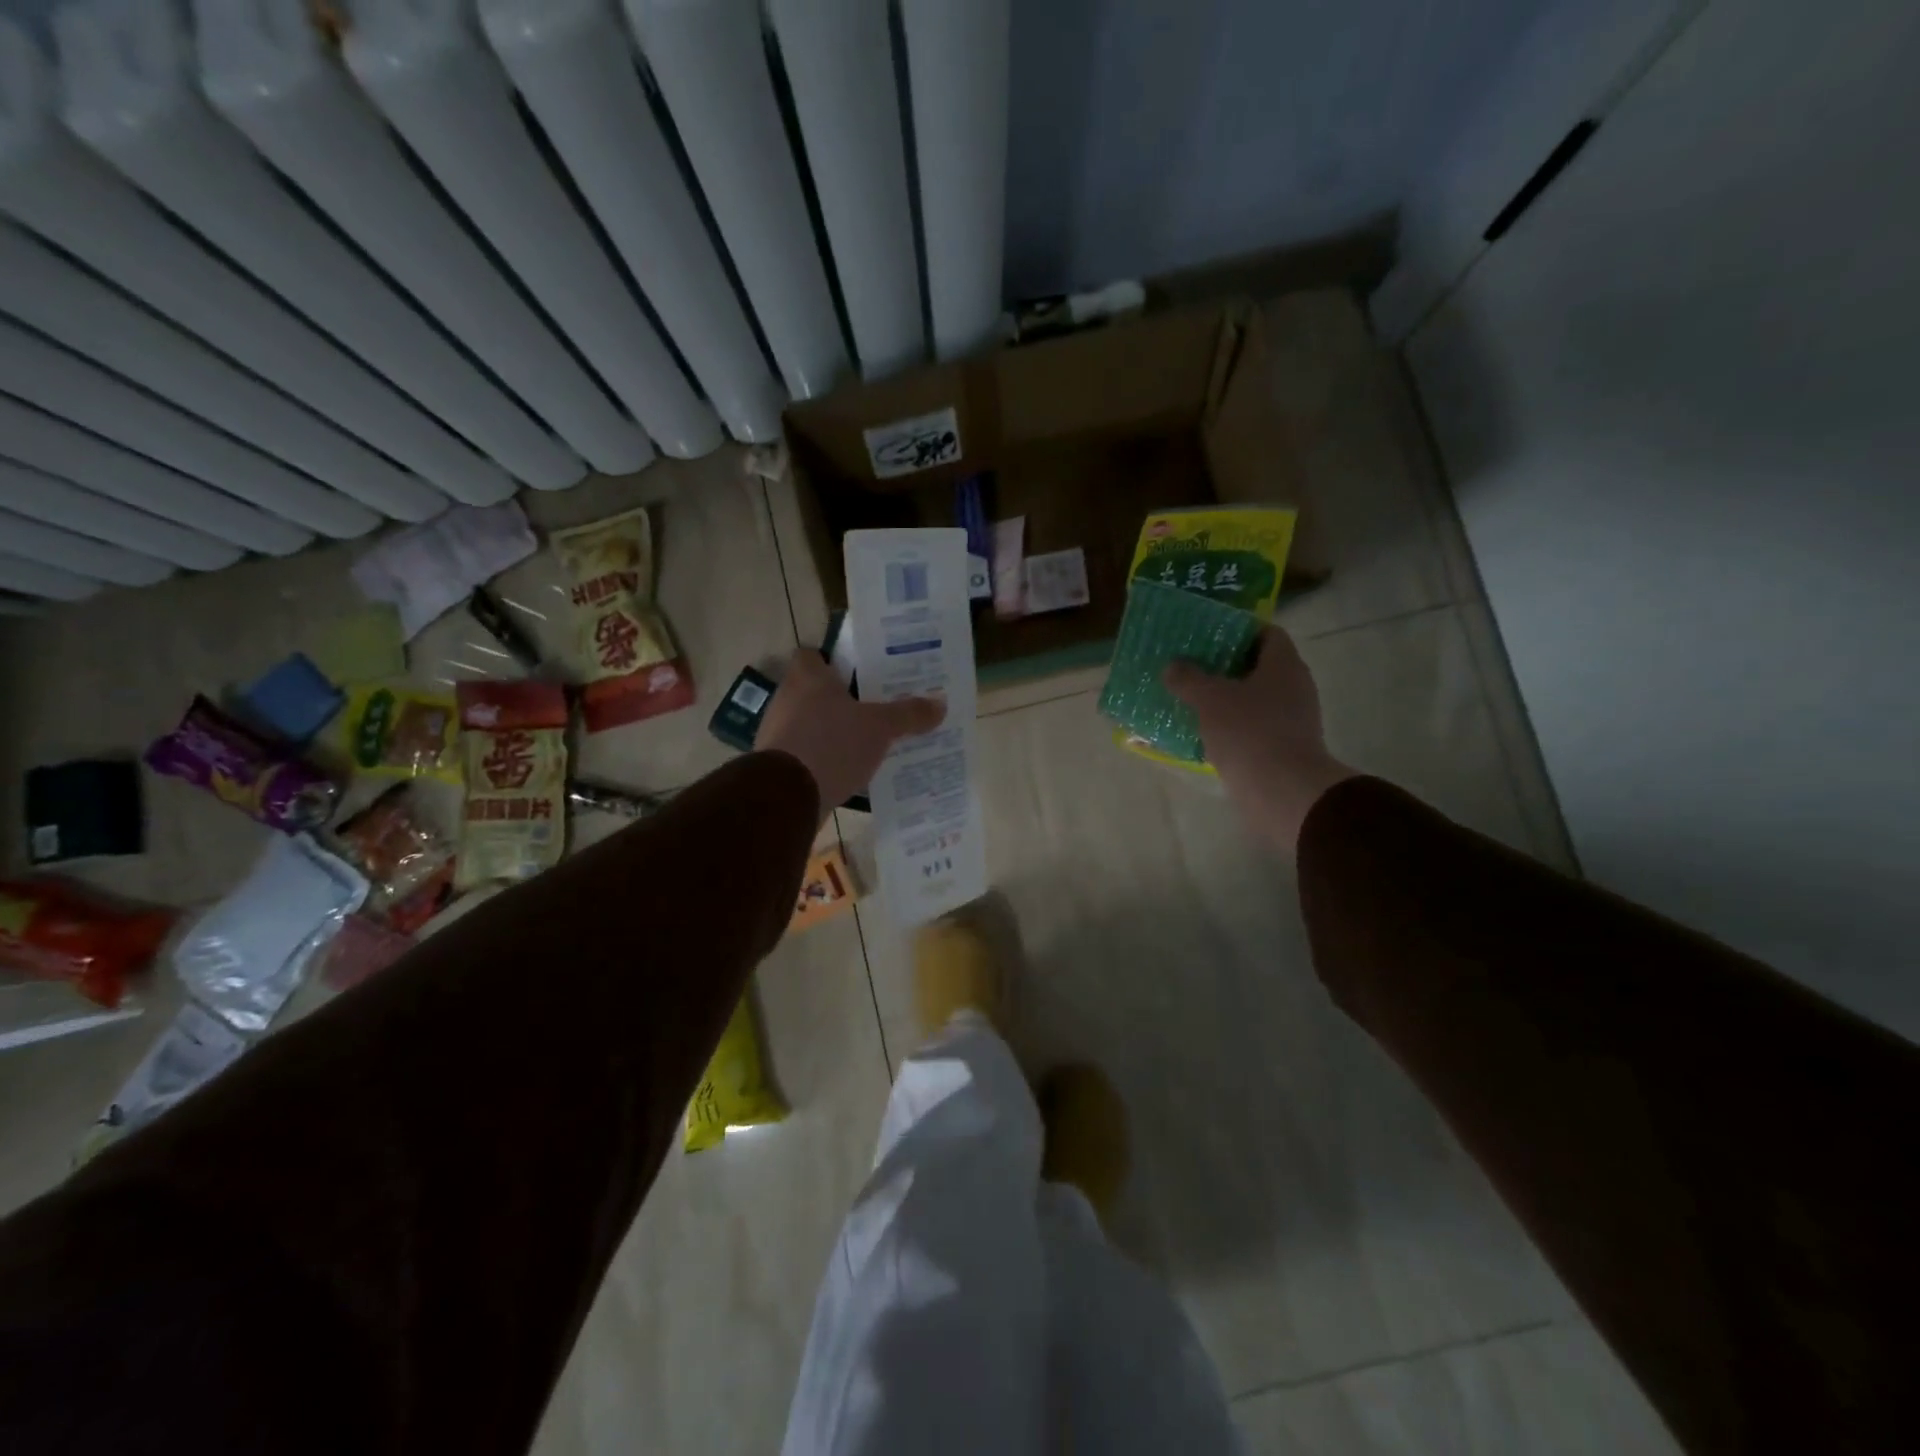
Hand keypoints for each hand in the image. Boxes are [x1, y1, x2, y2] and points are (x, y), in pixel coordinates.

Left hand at [757, 650, 944, 819]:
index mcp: (808, 678)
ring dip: (832, 731)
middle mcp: (787, 698)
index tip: (859, 674)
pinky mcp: (777, 764)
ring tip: (866, 741)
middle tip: (874, 708)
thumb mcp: (880, 728)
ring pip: (810, 723)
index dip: (833, 661)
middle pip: (814, 691)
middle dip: (841, 700)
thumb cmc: (832, 744)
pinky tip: (848, 771)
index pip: (812, 655)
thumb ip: (908, 714)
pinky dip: (824, 759)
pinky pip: (806, 753)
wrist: (787, 796)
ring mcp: (778, 732)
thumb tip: (941, 703)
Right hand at [1165, 627, 1357, 852]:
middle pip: (1259, 666)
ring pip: (1256, 698)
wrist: (1282, 791)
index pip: (1266, 633)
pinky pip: (1255, 726)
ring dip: (1228, 698)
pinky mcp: (1285, 747)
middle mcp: (1295, 686)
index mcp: (1284, 664)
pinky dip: (1233, 726)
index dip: (1238, 630)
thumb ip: (1188, 678)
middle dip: (1226, 666)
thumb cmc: (1249, 732)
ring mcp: (1293, 719)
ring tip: (1193, 699)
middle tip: (1193, 667)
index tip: (1208, 637)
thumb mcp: (1209, 699)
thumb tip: (1173, 667)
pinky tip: (1206, 732)